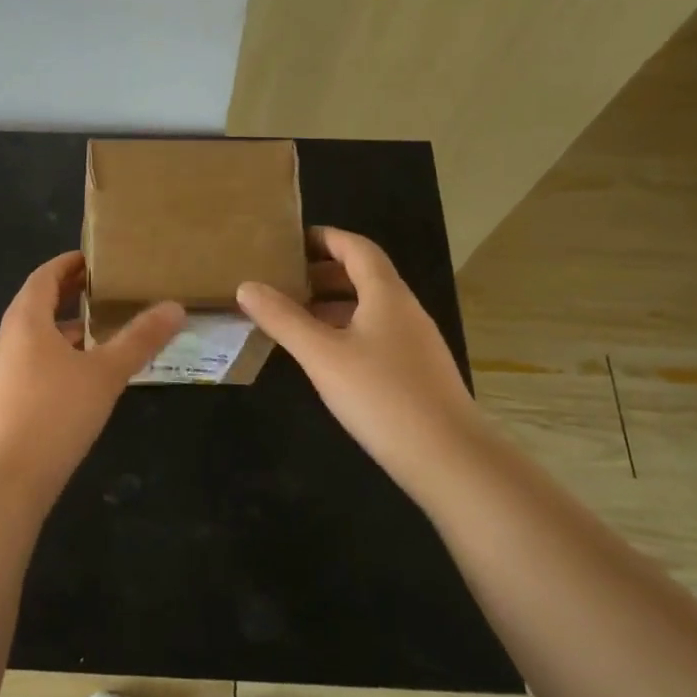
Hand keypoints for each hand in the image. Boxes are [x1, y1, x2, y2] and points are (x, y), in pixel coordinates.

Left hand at [0, 251, 183, 491]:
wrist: (5, 480)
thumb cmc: (54, 413)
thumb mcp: (105, 373)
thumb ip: (140, 339)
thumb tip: (175, 306)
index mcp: (26, 321)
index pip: (43, 277)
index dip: (67, 264)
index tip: (94, 257)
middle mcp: (10, 341)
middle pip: (39, 305)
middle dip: (70, 293)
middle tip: (106, 288)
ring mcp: (6, 374)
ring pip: (39, 338)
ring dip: (68, 328)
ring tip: (105, 328)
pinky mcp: (10, 403)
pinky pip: (38, 364)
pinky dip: (63, 356)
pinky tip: (88, 376)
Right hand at [236, 227, 482, 485]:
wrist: (449, 458)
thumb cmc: (381, 396)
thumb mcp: (322, 355)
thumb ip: (283, 319)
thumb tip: (247, 286)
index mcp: (386, 295)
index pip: (357, 248)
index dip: (325, 238)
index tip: (290, 241)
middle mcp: (405, 310)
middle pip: (364, 276)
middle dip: (323, 273)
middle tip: (283, 280)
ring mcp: (415, 342)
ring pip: (370, 308)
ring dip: (333, 304)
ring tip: (294, 317)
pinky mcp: (416, 372)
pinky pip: (376, 335)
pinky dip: (346, 331)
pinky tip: (325, 357)